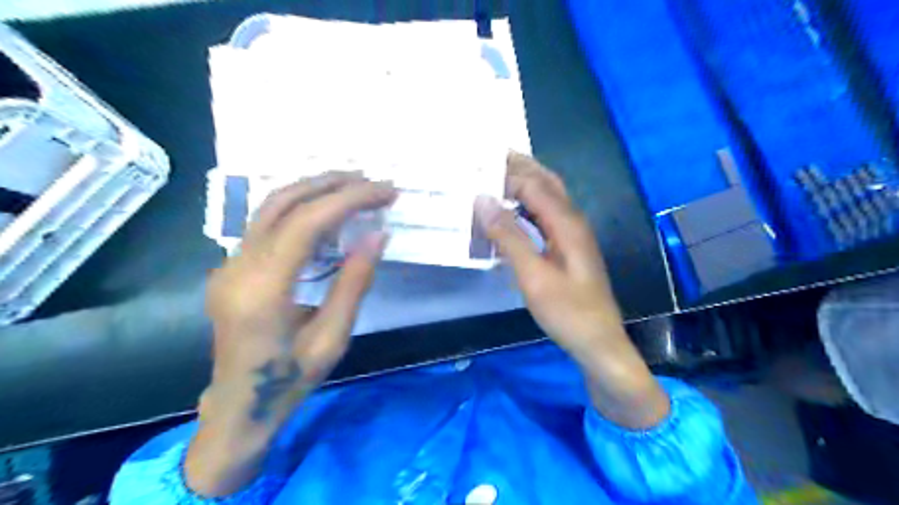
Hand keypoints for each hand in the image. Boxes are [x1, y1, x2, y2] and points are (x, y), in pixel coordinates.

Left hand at [188, 171, 396, 495]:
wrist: (239, 407)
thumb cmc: (290, 381)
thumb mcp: (333, 338)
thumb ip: (354, 283)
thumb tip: (377, 235)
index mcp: (263, 290)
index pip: (306, 223)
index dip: (348, 200)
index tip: (384, 192)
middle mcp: (238, 267)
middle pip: (283, 203)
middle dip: (331, 184)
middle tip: (372, 181)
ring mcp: (228, 265)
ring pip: (270, 207)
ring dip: (314, 189)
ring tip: (354, 186)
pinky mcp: (231, 267)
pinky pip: (266, 223)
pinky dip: (301, 208)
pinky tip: (326, 211)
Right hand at [476, 152, 665, 427]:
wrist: (598, 341)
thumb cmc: (566, 311)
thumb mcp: (533, 275)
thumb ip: (509, 237)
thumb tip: (483, 201)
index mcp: (567, 222)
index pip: (534, 185)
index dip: (506, 176)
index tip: (477, 172)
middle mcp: (573, 220)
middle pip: (547, 182)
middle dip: (521, 167)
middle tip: (491, 157)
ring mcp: (573, 234)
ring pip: (548, 197)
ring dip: (525, 183)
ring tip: (497, 176)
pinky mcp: (569, 247)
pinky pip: (546, 215)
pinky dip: (528, 205)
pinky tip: (513, 212)